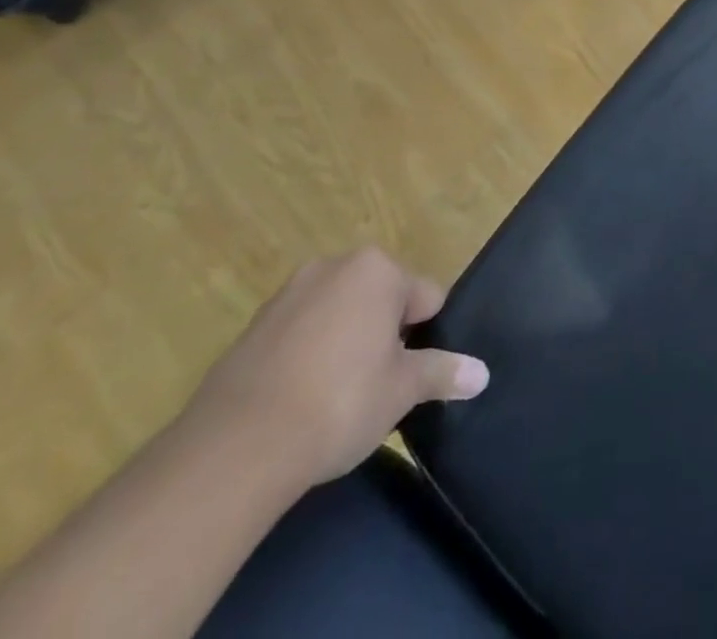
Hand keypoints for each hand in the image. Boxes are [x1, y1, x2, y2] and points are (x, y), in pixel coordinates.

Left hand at [180, 247, 487, 489]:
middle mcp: (334, 266)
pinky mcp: (250, 329)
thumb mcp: (402, 390)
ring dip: (344, 345)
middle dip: (384, 336)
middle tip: (378, 386)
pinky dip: (306, 359)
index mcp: (377, 270)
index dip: (426, 337)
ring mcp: (287, 295)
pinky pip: (298, 336)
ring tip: (336, 399)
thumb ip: (443, 372)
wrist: (234, 449)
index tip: (412, 375)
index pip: (425, 297)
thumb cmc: (340, 402)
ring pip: (337, 316)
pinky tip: (299, 403)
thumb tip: (482, 374)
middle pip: (379, 300)